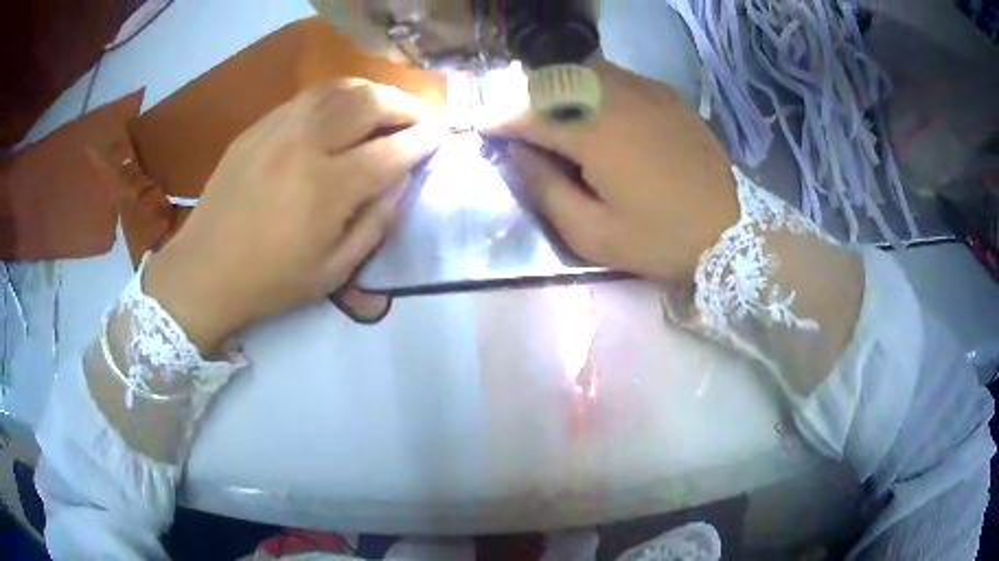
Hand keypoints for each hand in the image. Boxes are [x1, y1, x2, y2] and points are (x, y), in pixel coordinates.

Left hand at [144, 80, 446, 351]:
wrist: (204, 269)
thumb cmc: (270, 280)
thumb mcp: (332, 271)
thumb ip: (374, 224)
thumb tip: (401, 184)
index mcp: (326, 189)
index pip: (391, 151)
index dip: (423, 141)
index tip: (440, 138)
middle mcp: (305, 146)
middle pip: (368, 103)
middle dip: (405, 105)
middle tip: (418, 118)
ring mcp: (277, 129)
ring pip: (338, 89)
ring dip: (373, 92)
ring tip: (385, 107)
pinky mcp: (258, 126)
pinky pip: (307, 97)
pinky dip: (337, 95)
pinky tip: (343, 109)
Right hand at [483, 60, 738, 281]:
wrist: (732, 229)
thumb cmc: (661, 239)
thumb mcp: (592, 234)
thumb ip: (545, 189)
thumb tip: (516, 154)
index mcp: (595, 132)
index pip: (529, 111)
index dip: (498, 118)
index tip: (479, 128)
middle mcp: (617, 97)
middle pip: (552, 80)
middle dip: (521, 97)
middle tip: (510, 122)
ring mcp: (646, 90)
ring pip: (582, 71)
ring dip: (554, 88)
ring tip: (546, 114)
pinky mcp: (665, 94)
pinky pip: (614, 76)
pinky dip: (589, 85)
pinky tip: (589, 108)